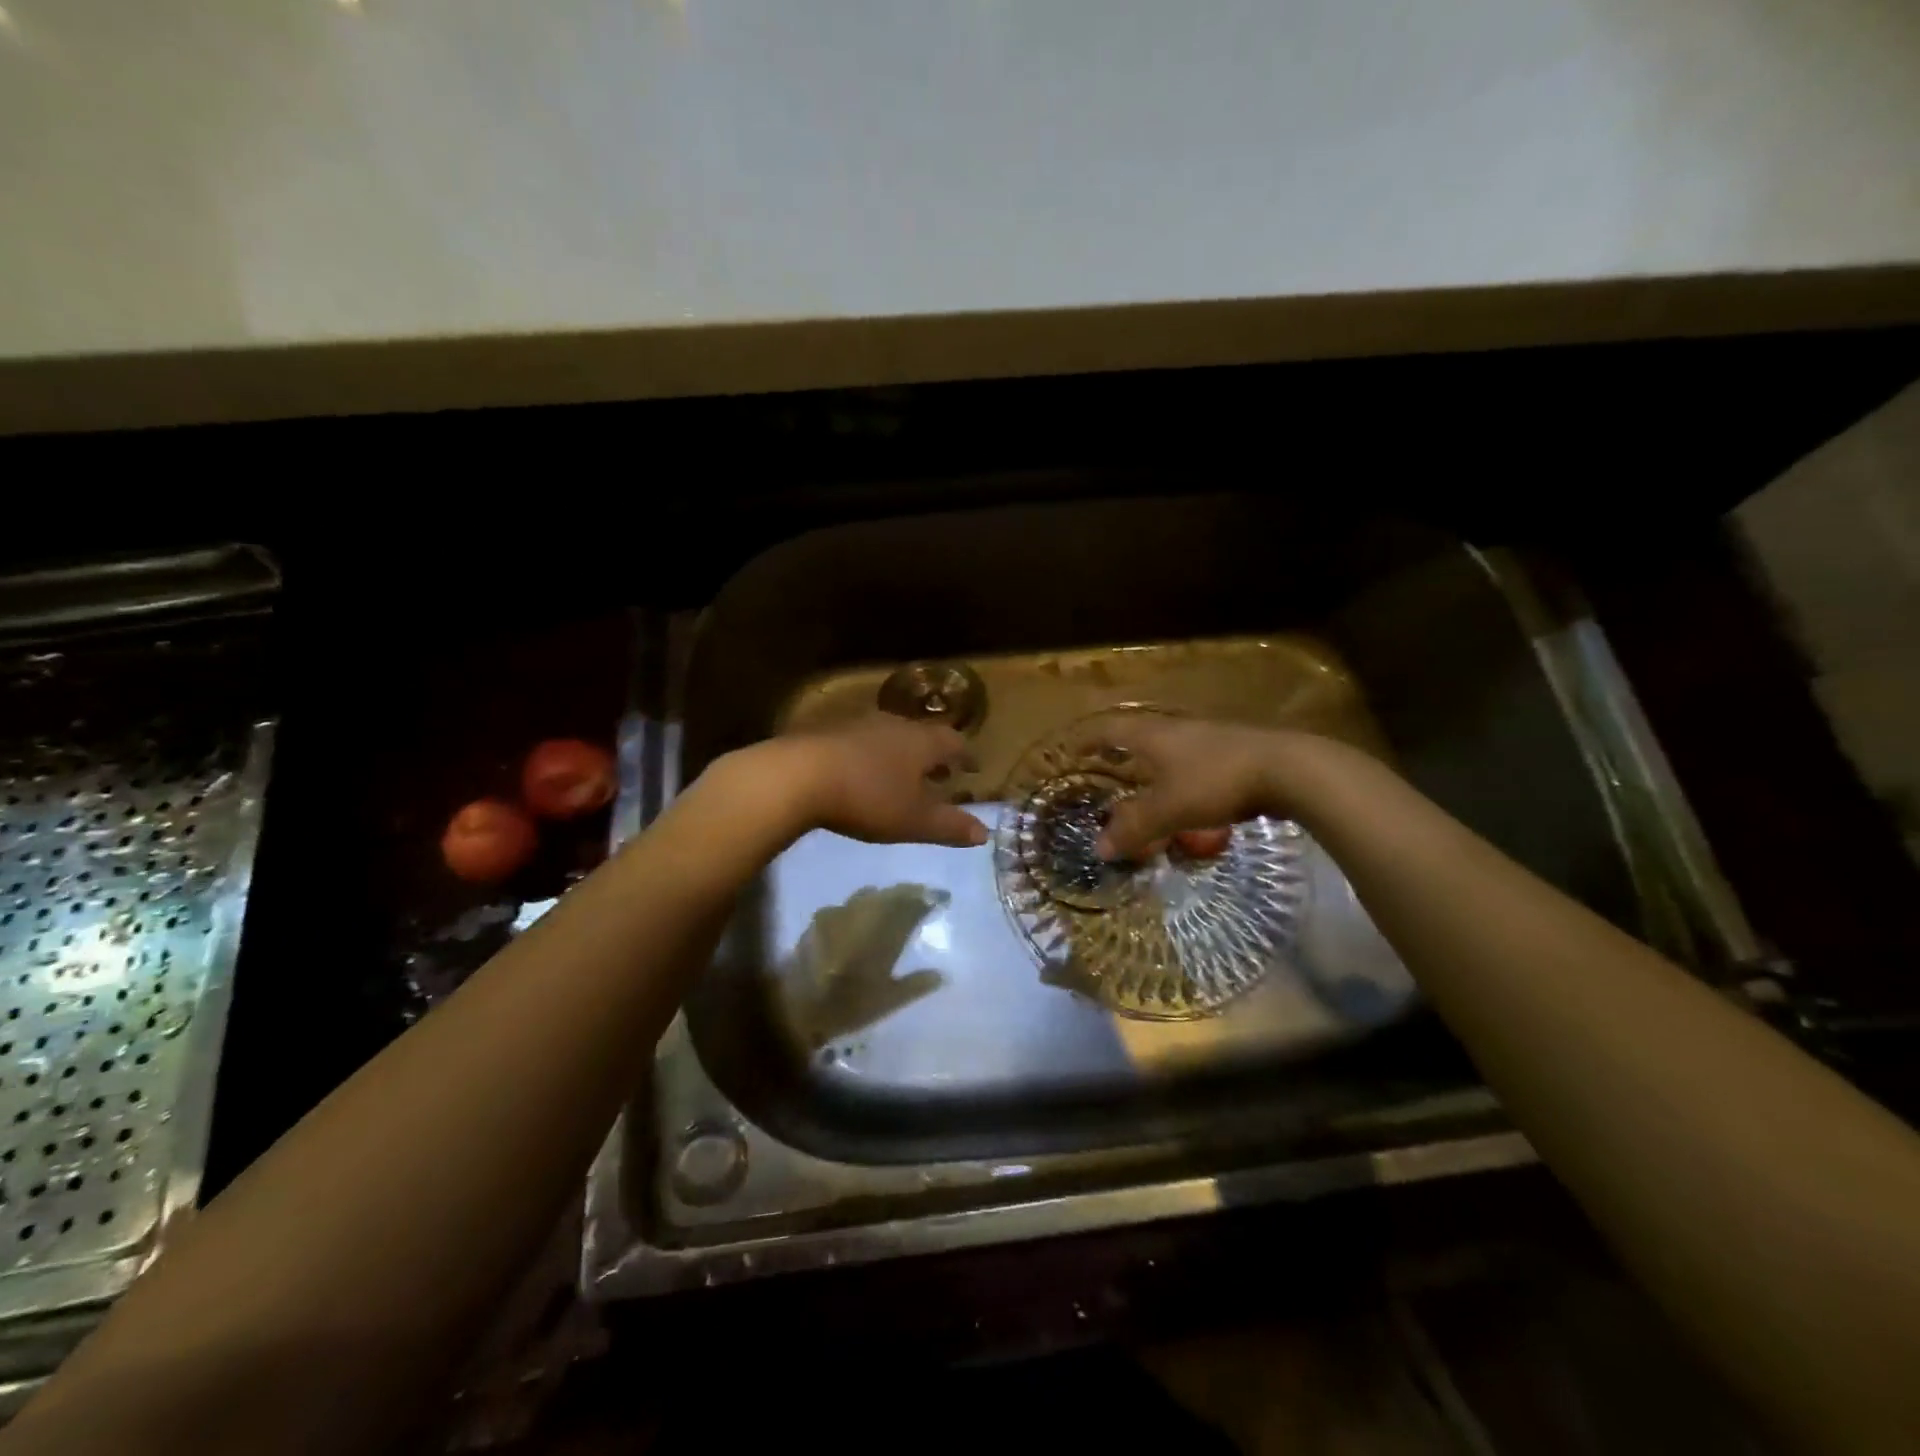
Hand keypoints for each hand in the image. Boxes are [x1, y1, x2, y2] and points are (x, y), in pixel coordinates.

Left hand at [776, 714, 987, 847]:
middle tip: (941, 772)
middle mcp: (894, 725)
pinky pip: (861, 742)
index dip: (966, 756)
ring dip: (901, 754)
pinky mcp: (827, 732)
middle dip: (934, 755)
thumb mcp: (914, 820)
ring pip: (890, 736)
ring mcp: (858, 725)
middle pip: (922, 735)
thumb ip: (950, 826)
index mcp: (921, 741)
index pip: (954, 741)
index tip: (973, 768)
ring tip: (902, 775)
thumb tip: (985, 832)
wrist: (799, 776)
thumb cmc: (868, 798)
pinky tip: (862, 774)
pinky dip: (872, 756)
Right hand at [1083, 716, 1311, 860]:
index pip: (1108, 729)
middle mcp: (1176, 728)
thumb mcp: (1167, 810)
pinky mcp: (1233, 750)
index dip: (1087, 739)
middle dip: (1118, 749)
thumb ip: (1132, 828)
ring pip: (1167, 746)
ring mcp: (1207, 736)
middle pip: (1138, 733)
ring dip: (1150, 762)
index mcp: (1152, 735)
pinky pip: (1192, 759)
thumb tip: (1098, 848)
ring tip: (1141, 783)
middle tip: (1103, 765)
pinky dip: (1177, 774)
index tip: (1072, 750)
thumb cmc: (1215, 781)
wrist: (1288, 769)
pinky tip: (1186, 793)